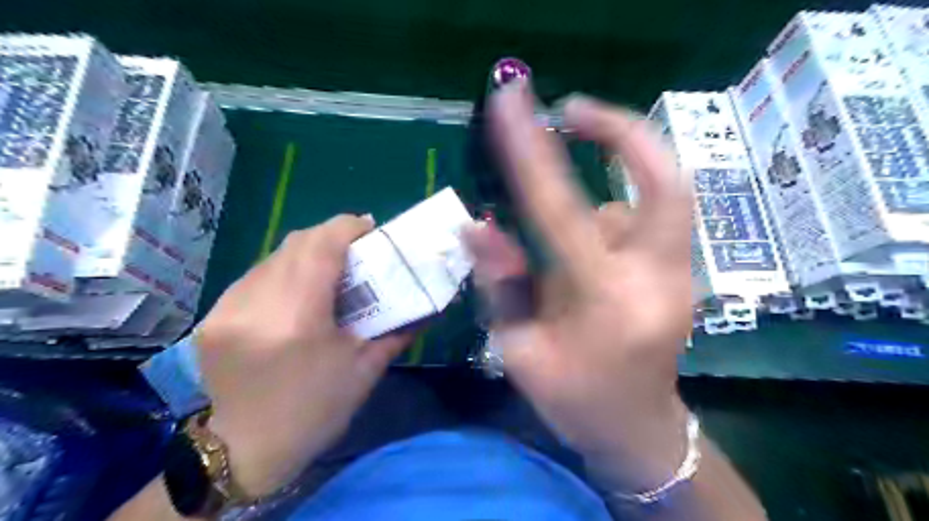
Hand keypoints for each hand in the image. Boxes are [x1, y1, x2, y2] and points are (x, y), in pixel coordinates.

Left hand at [198, 214, 406, 495]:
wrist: (247, 449)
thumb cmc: (317, 410)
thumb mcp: (366, 369)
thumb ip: (399, 329)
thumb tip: (428, 305)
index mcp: (298, 319)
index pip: (320, 247)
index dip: (347, 227)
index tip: (369, 227)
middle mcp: (256, 305)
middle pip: (296, 244)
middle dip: (330, 236)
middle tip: (355, 250)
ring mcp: (227, 309)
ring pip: (273, 256)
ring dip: (305, 254)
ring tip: (328, 270)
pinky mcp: (212, 317)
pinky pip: (254, 276)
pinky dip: (282, 272)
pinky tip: (296, 292)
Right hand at [469, 86, 691, 492]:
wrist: (640, 428)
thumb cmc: (574, 399)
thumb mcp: (520, 353)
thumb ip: (501, 285)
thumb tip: (476, 226)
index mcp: (605, 301)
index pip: (562, 211)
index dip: (532, 152)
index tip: (511, 103)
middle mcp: (655, 276)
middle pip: (664, 180)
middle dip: (622, 132)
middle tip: (574, 110)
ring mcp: (679, 272)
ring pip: (648, 199)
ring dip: (606, 193)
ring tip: (570, 250)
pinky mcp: (682, 270)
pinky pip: (646, 219)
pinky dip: (614, 218)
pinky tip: (591, 259)